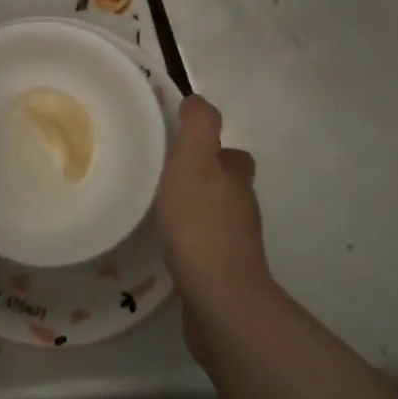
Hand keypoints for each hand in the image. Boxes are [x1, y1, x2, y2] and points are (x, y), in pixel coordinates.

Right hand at [154, 96, 271, 326]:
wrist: (218, 298)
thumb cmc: (201, 221)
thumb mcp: (194, 159)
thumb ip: (199, 124)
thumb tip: (197, 100)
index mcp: (236, 178)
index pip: (230, 154)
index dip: (210, 147)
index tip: (178, 146)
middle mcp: (242, 209)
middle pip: (224, 185)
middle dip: (200, 179)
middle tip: (161, 176)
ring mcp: (235, 246)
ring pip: (214, 216)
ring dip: (192, 210)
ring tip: (155, 208)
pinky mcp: (221, 275)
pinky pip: (203, 248)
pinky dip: (188, 242)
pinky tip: (164, 244)